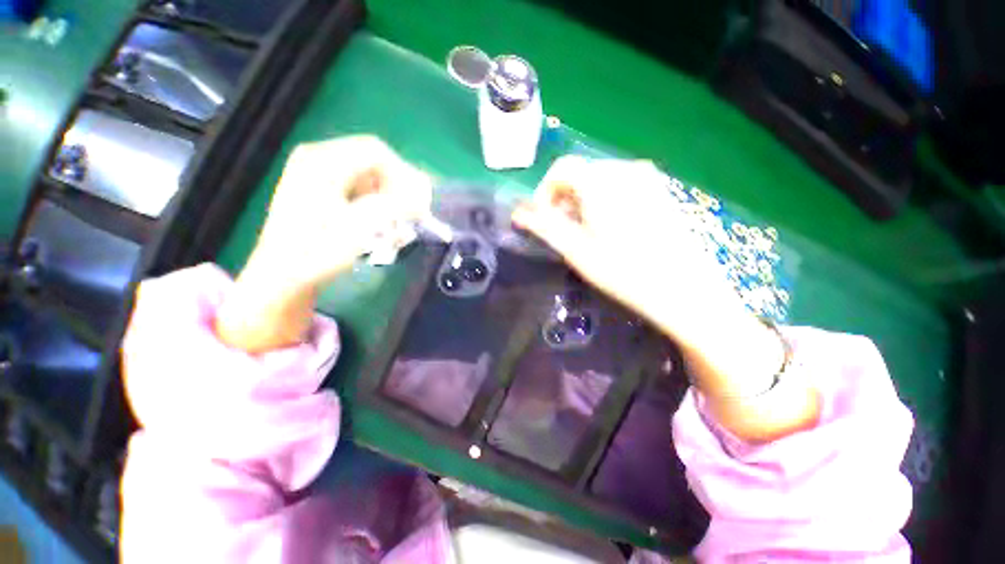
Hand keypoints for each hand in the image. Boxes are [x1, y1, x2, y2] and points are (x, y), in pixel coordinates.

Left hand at [216, 135, 431, 351]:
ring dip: (389, 202)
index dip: (405, 175)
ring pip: (369, 180)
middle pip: (374, 165)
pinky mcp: (322, 193)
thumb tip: (423, 198)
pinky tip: (380, 230)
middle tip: (412, 216)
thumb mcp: (361, 226)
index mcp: (323, 161)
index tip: (419, 202)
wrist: (282, 277)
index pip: (377, 153)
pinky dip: (376, 208)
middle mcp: (319, 161)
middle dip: (398, 190)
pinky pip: (359, 192)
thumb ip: (396, 206)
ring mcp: (318, 177)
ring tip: (396, 228)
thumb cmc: (317, 251)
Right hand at [511, 155, 741, 337]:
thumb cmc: (624, 272)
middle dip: (563, 197)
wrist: (685, 289)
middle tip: (563, 229)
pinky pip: (621, 184)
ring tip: (585, 230)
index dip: (545, 192)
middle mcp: (626, 168)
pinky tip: (610, 226)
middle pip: (581, 172)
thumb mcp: (577, 251)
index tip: (543, 218)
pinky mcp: (660, 189)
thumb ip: (545, 227)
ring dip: (583, 199)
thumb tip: (518, 214)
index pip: (561, 168)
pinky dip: (604, 199)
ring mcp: (648, 177)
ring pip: (600, 178)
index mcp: (602, 180)